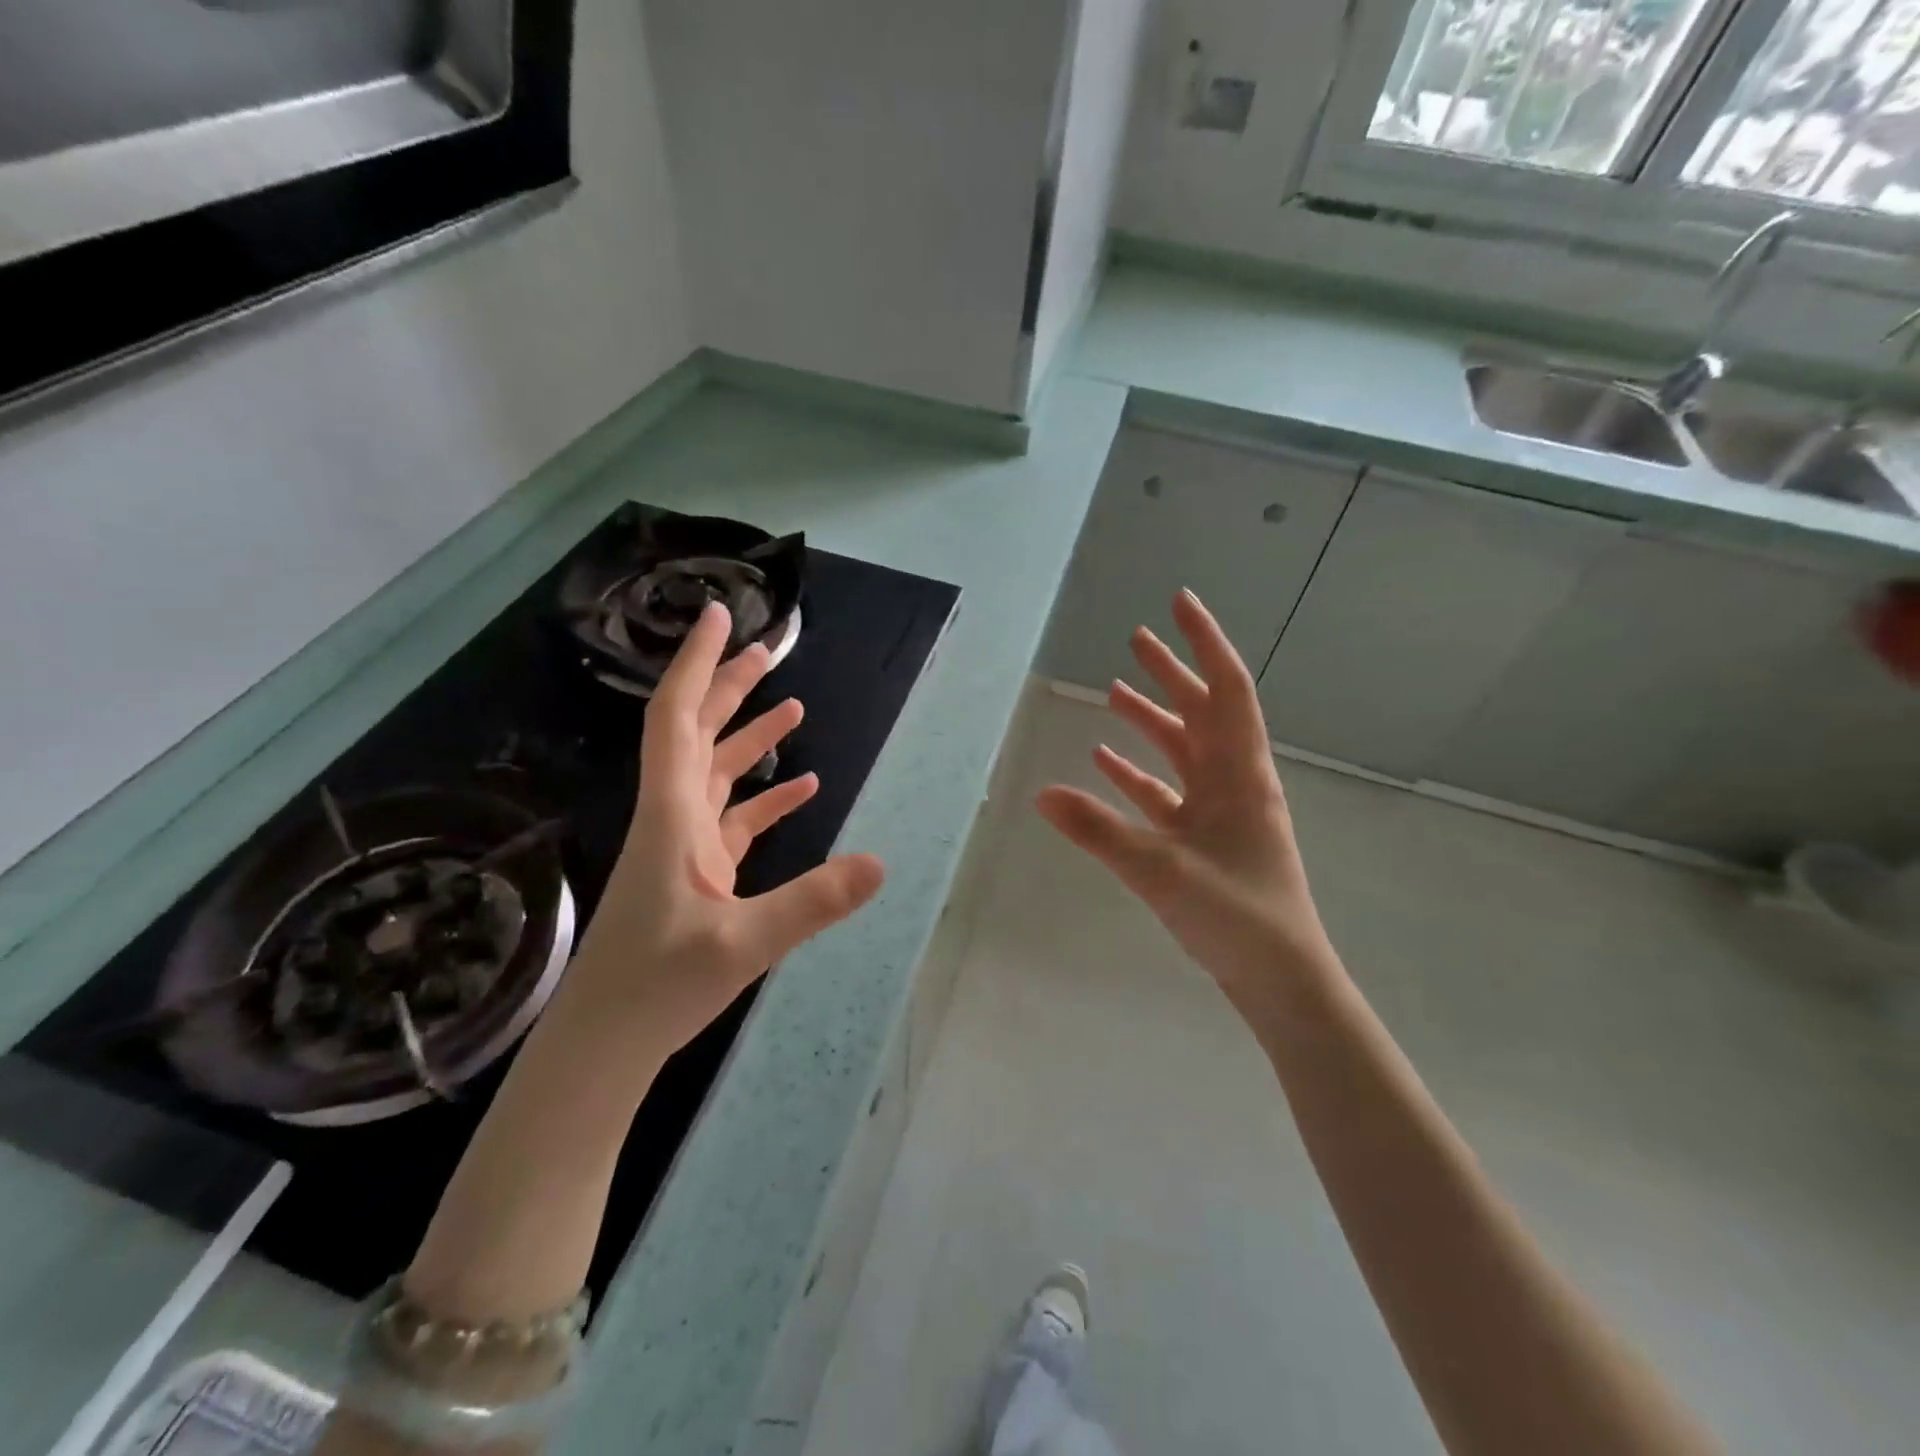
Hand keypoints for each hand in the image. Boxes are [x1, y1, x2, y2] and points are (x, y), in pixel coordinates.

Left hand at [560, 602, 885, 1058]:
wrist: (604, 1044)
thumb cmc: (655, 987)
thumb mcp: (742, 945)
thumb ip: (811, 903)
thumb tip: (880, 864)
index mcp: (673, 814)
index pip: (678, 717)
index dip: (695, 662)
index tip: (716, 615)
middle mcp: (675, 817)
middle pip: (697, 732)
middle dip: (728, 685)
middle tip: (767, 649)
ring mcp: (684, 846)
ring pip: (715, 772)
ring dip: (748, 736)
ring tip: (792, 706)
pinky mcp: (697, 874)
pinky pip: (733, 819)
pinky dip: (764, 798)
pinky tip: (801, 789)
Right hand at [1036, 590, 1335, 1017]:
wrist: (1281, 980)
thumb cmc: (1236, 916)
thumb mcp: (1161, 870)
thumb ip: (1098, 830)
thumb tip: (1040, 792)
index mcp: (1239, 774)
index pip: (1225, 688)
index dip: (1204, 642)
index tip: (1180, 603)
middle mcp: (1232, 782)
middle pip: (1202, 711)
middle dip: (1171, 672)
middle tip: (1136, 638)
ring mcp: (1220, 812)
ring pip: (1183, 751)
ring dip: (1152, 720)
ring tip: (1116, 691)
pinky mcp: (1204, 841)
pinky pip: (1167, 793)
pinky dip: (1139, 773)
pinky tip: (1105, 763)